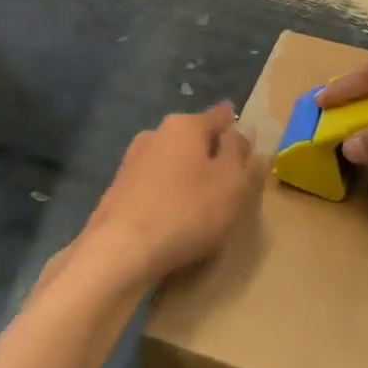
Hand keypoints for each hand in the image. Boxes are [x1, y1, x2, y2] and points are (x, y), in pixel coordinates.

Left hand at [76, 104, 258, 288]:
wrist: (120, 250)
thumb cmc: (187, 211)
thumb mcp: (231, 182)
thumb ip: (239, 152)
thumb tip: (241, 128)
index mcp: (185, 125)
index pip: (220, 116)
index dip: (236, 129)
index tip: (248, 146)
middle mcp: (155, 134)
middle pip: (194, 138)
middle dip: (211, 155)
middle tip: (230, 182)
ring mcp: (132, 161)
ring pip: (172, 161)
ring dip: (188, 175)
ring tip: (203, 204)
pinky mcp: (119, 189)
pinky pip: (155, 184)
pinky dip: (168, 194)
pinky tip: (174, 217)